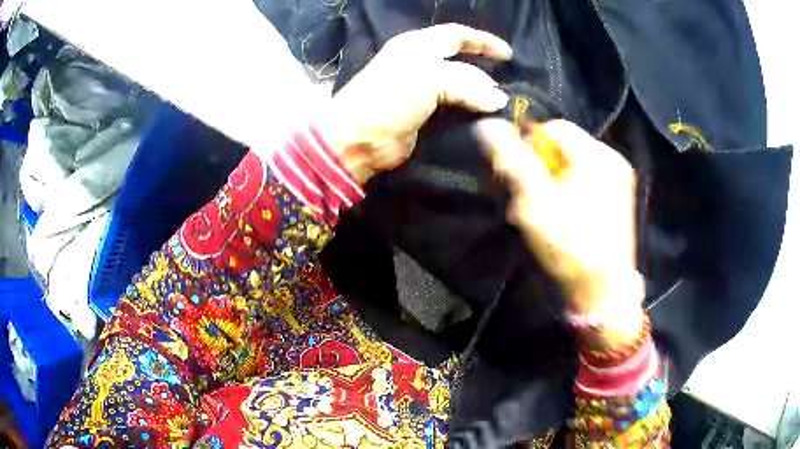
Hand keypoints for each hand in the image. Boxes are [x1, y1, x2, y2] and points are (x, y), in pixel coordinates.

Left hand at [317, 24, 511, 183]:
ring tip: (502, 103)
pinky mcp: (424, 114)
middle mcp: (419, 64)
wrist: (359, 139)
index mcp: (416, 46)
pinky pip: (454, 107)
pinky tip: (485, 117)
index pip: (456, 35)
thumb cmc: (389, 98)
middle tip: (509, 83)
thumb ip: (467, 84)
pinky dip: (470, 111)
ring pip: (459, 86)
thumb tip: (498, 99)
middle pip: (460, 60)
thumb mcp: (429, 79)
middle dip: (485, 68)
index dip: (483, 41)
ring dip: (480, 93)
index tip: (508, 54)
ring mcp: (421, 90)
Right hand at [477, 119, 643, 345]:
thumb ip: (511, 160)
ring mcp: (616, 180)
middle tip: (524, 201)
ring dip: (547, 185)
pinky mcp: (615, 199)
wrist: (603, 294)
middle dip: (536, 170)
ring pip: (569, 167)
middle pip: (561, 148)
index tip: (515, 177)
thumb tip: (487, 125)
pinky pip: (581, 183)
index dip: (527, 148)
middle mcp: (611, 160)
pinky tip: (557, 219)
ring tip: (538, 215)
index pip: (552, 128)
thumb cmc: (571, 248)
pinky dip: (563, 195)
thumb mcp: (535, 202)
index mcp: (597, 156)